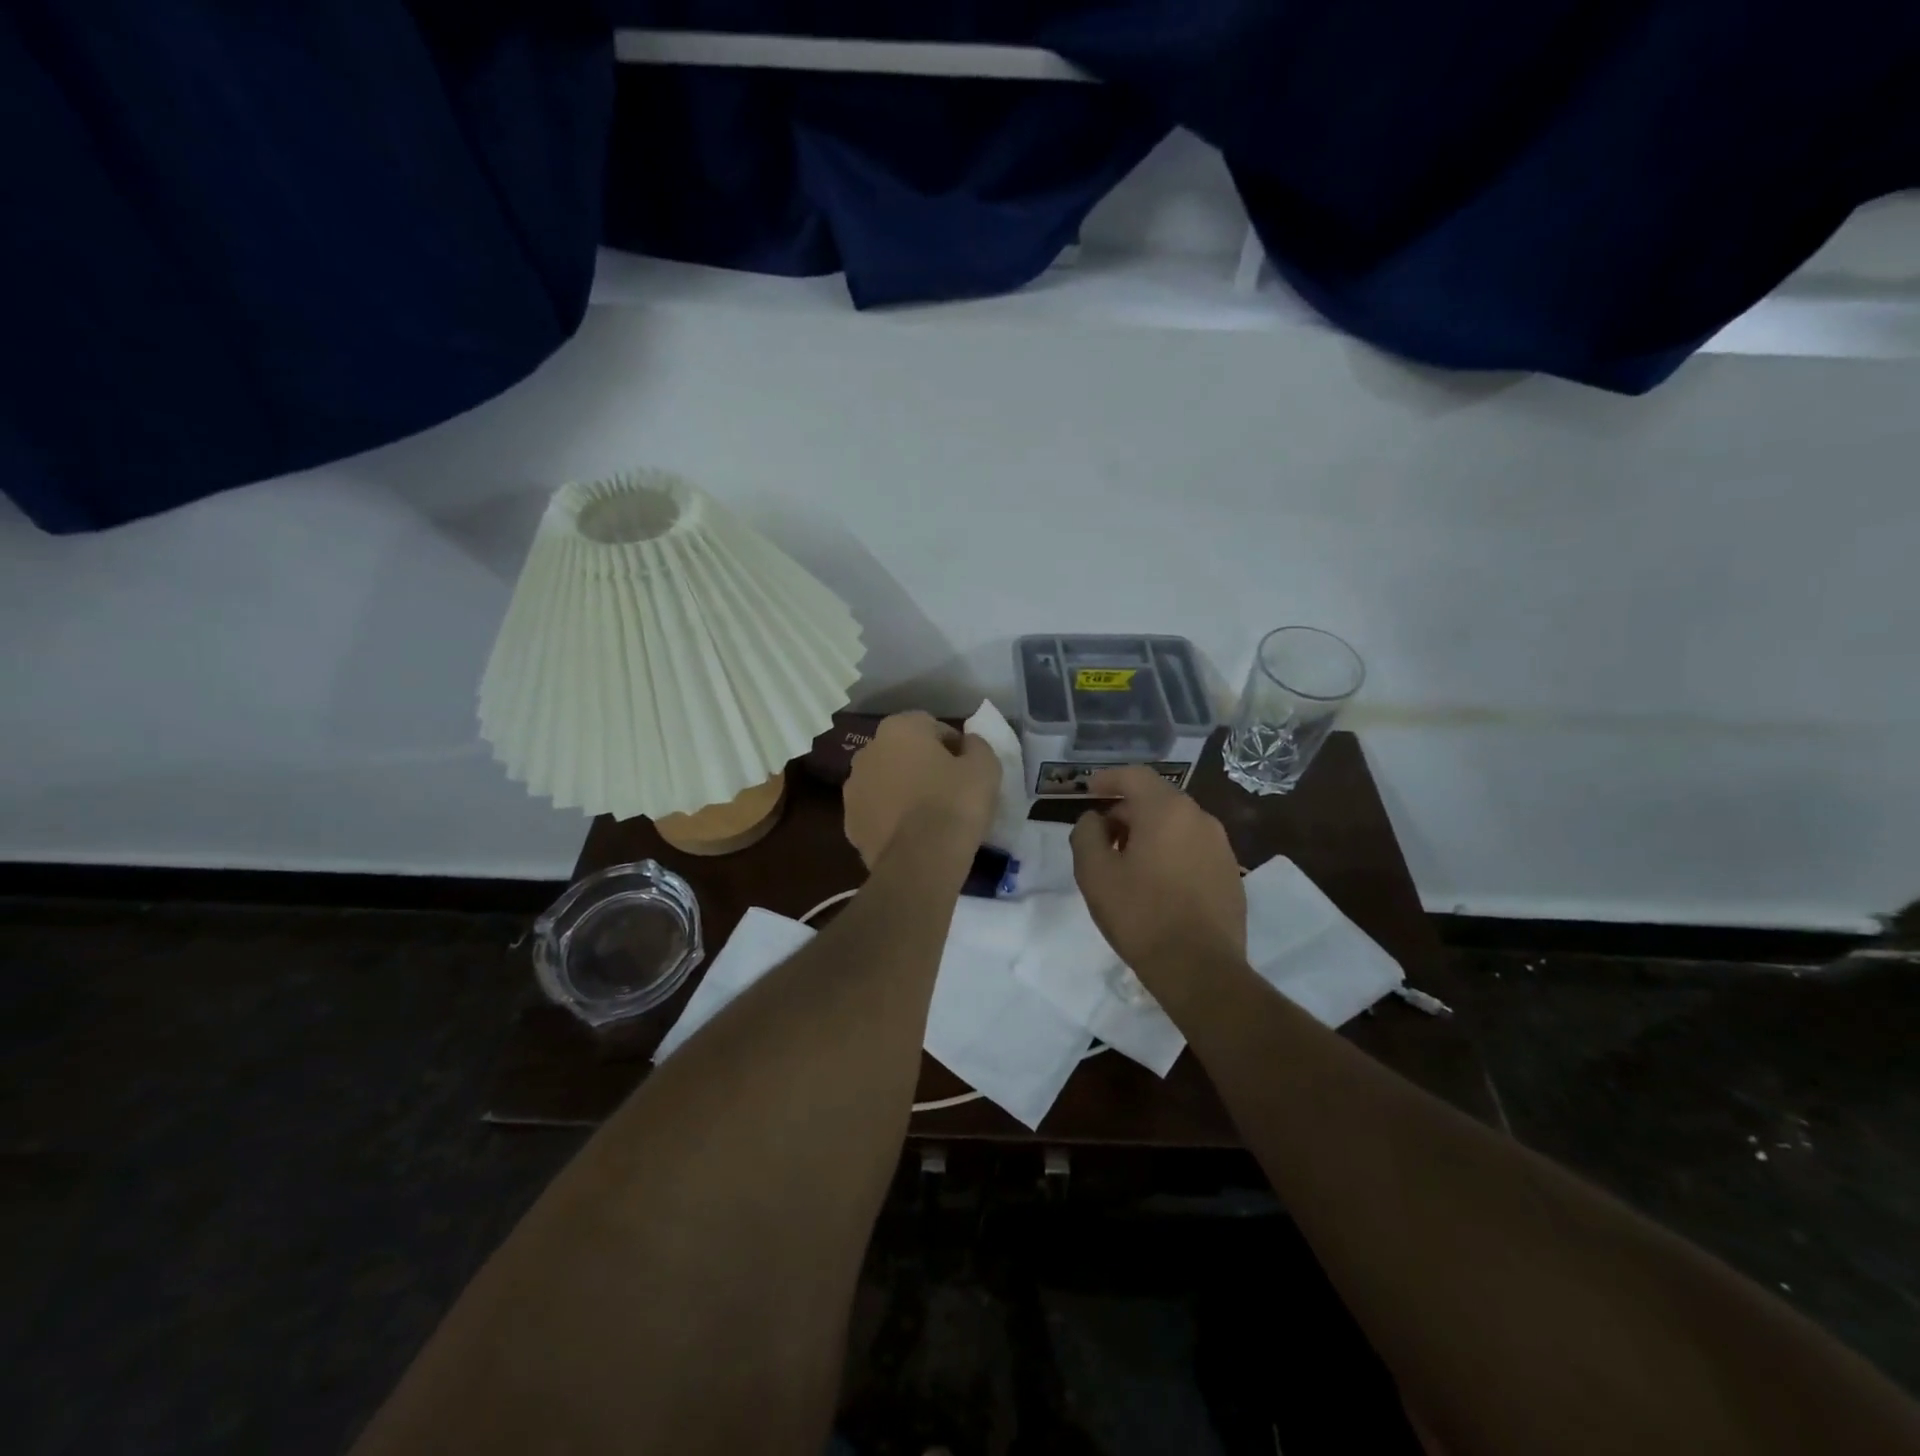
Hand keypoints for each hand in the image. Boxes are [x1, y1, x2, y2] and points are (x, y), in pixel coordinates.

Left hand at [844, 712, 1000, 868]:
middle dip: (923, 765)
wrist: (920, 861)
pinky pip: (877, 812)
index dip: (953, 747)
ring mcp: (852, 788)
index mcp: (899, 728)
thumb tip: (967, 744)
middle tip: (949, 790)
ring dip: (902, 790)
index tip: (968, 769)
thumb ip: (976, 746)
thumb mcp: (985, 766)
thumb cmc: (955, 803)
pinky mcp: (849, 823)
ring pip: (885, 781)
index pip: (932, 727)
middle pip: (903, 752)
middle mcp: (868, 750)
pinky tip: (911, 834)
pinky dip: (890, 817)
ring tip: (928, 816)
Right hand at [1069, 766, 1245, 988]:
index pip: (1135, 776)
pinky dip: (1171, 851)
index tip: (1089, 790)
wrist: (1200, 969)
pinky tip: (1157, 883)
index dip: (1108, 779)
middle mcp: (1199, 818)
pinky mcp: (1231, 873)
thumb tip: (1094, 819)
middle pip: (1157, 798)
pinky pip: (1193, 847)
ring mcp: (1221, 846)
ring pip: (1177, 824)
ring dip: (1149, 832)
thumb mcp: (1095, 873)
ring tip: (1127, 862)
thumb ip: (1086, 834)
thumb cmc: (1141, 915)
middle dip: (1127, 810)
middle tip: (1102, 835)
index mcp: (1166, 811)